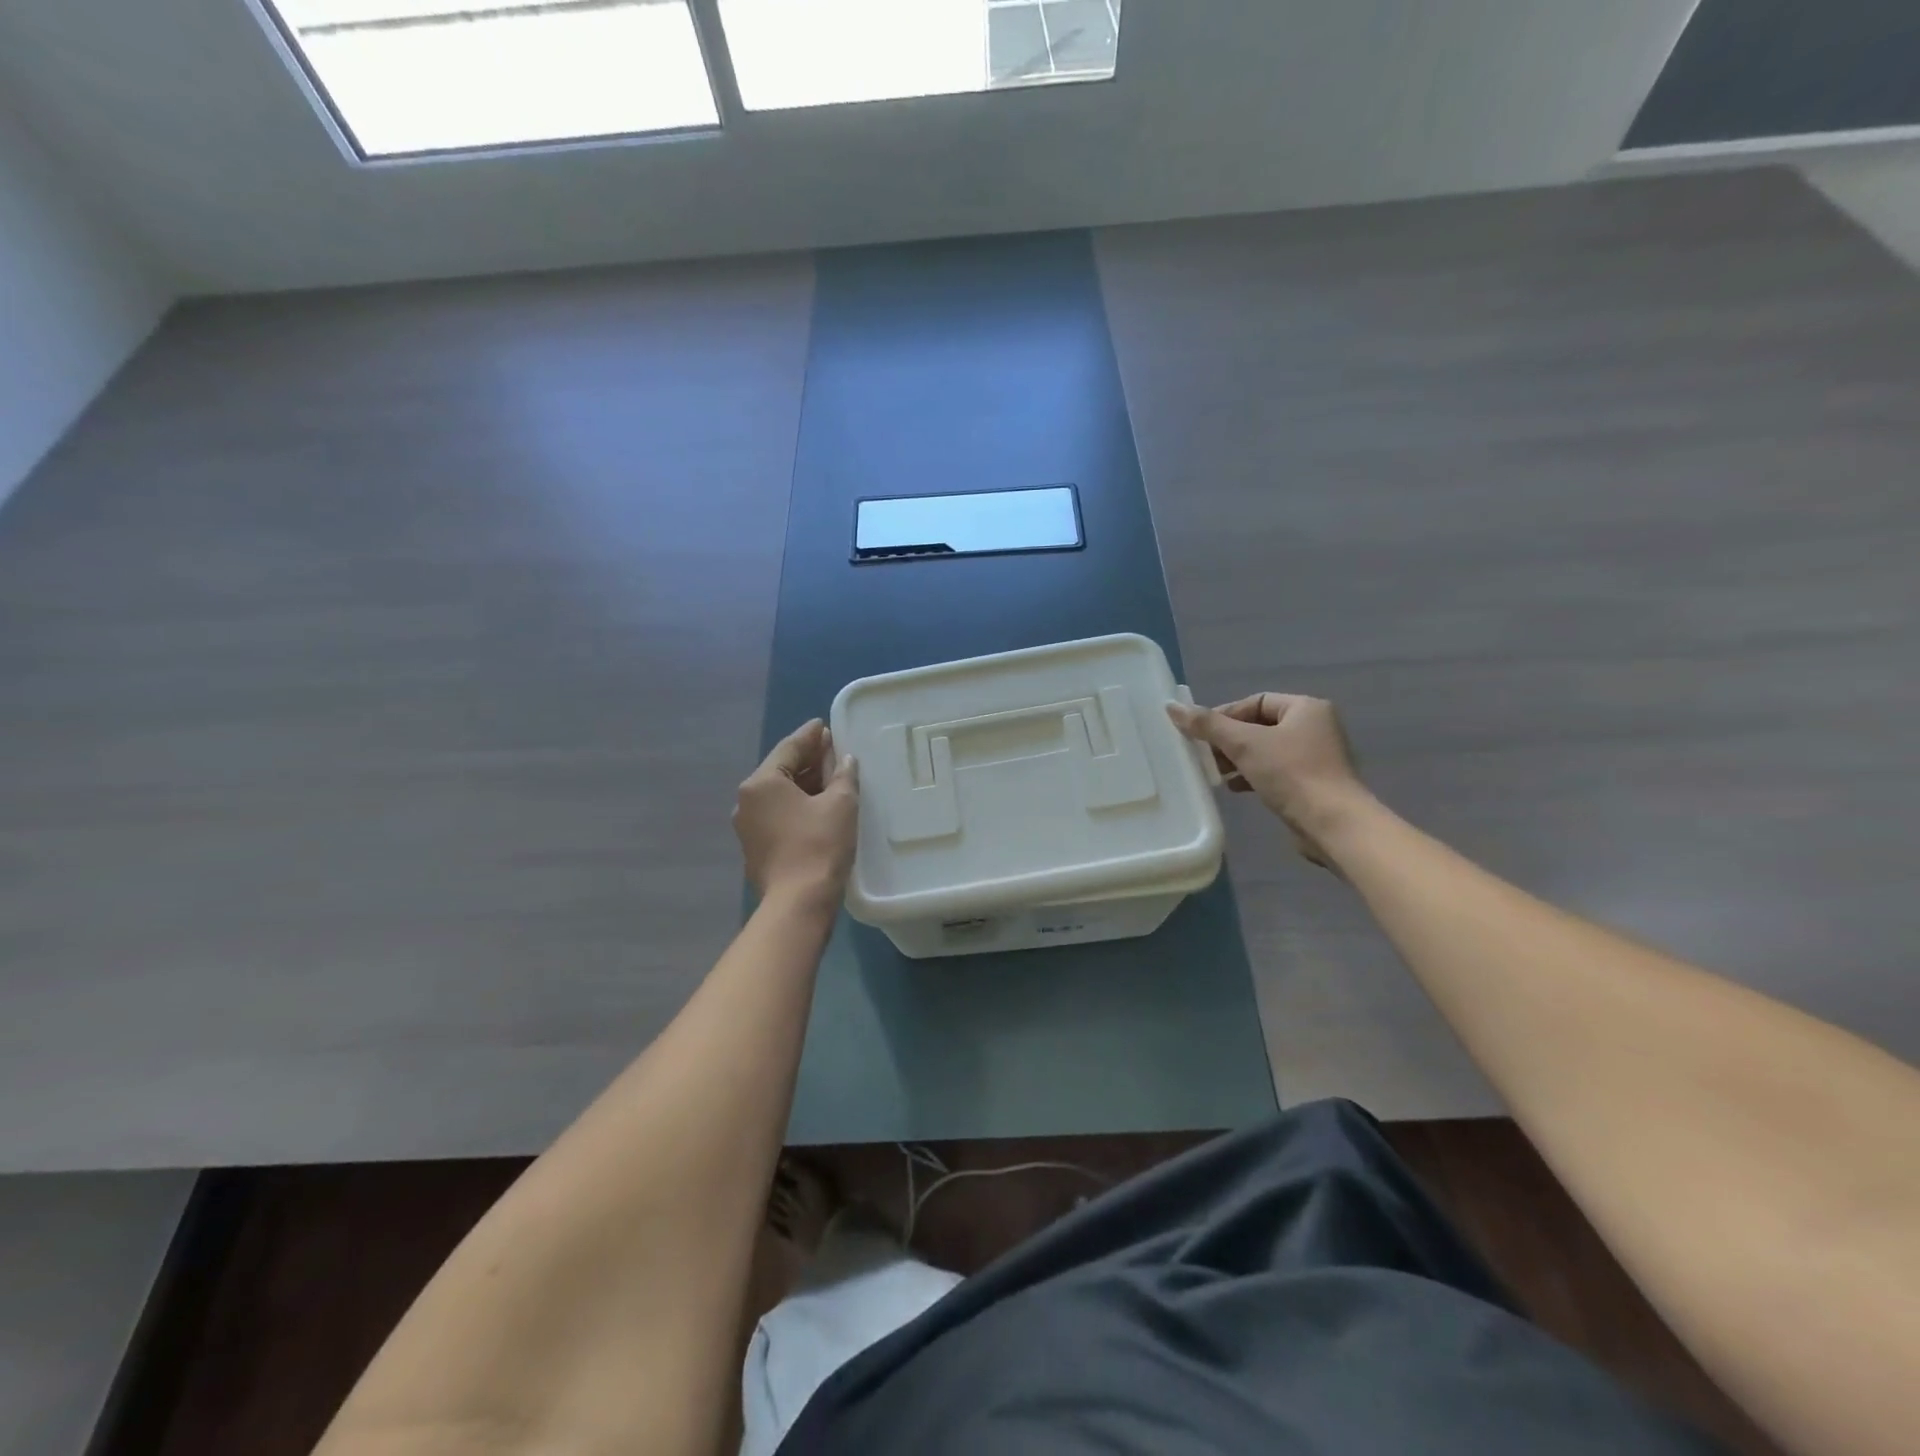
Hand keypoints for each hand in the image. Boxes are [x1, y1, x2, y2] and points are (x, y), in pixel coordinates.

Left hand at [734, 720, 858, 906]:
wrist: (798, 903)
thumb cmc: (819, 845)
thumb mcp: (840, 804)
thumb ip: (843, 775)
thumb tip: (845, 760)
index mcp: (761, 783)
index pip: (789, 749)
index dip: (810, 736)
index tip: (823, 725)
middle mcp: (747, 801)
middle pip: (781, 771)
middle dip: (808, 760)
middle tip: (832, 749)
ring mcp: (748, 827)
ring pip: (779, 795)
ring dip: (804, 784)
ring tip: (830, 777)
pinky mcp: (756, 849)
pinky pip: (778, 815)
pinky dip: (797, 805)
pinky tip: (818, 807)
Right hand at [1166, 694, 1367, 867]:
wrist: (1332, 824)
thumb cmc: (1291, 774)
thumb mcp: (1244, 744)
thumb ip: (1207, 725)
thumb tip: (1172, 707)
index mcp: (1306, 708)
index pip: (1255, 702)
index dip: (1225, 715)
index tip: (1201, 734)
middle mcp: (1315, 727)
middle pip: (1259, 726)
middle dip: (1229, 740)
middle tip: (1205, 756)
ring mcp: (1315, 757)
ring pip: (1265, 750)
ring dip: (1237, 759)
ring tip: (1215, 774)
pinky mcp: (1312, 783)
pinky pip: (1275, 771)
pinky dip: (1252, 775)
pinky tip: (1236, 788)